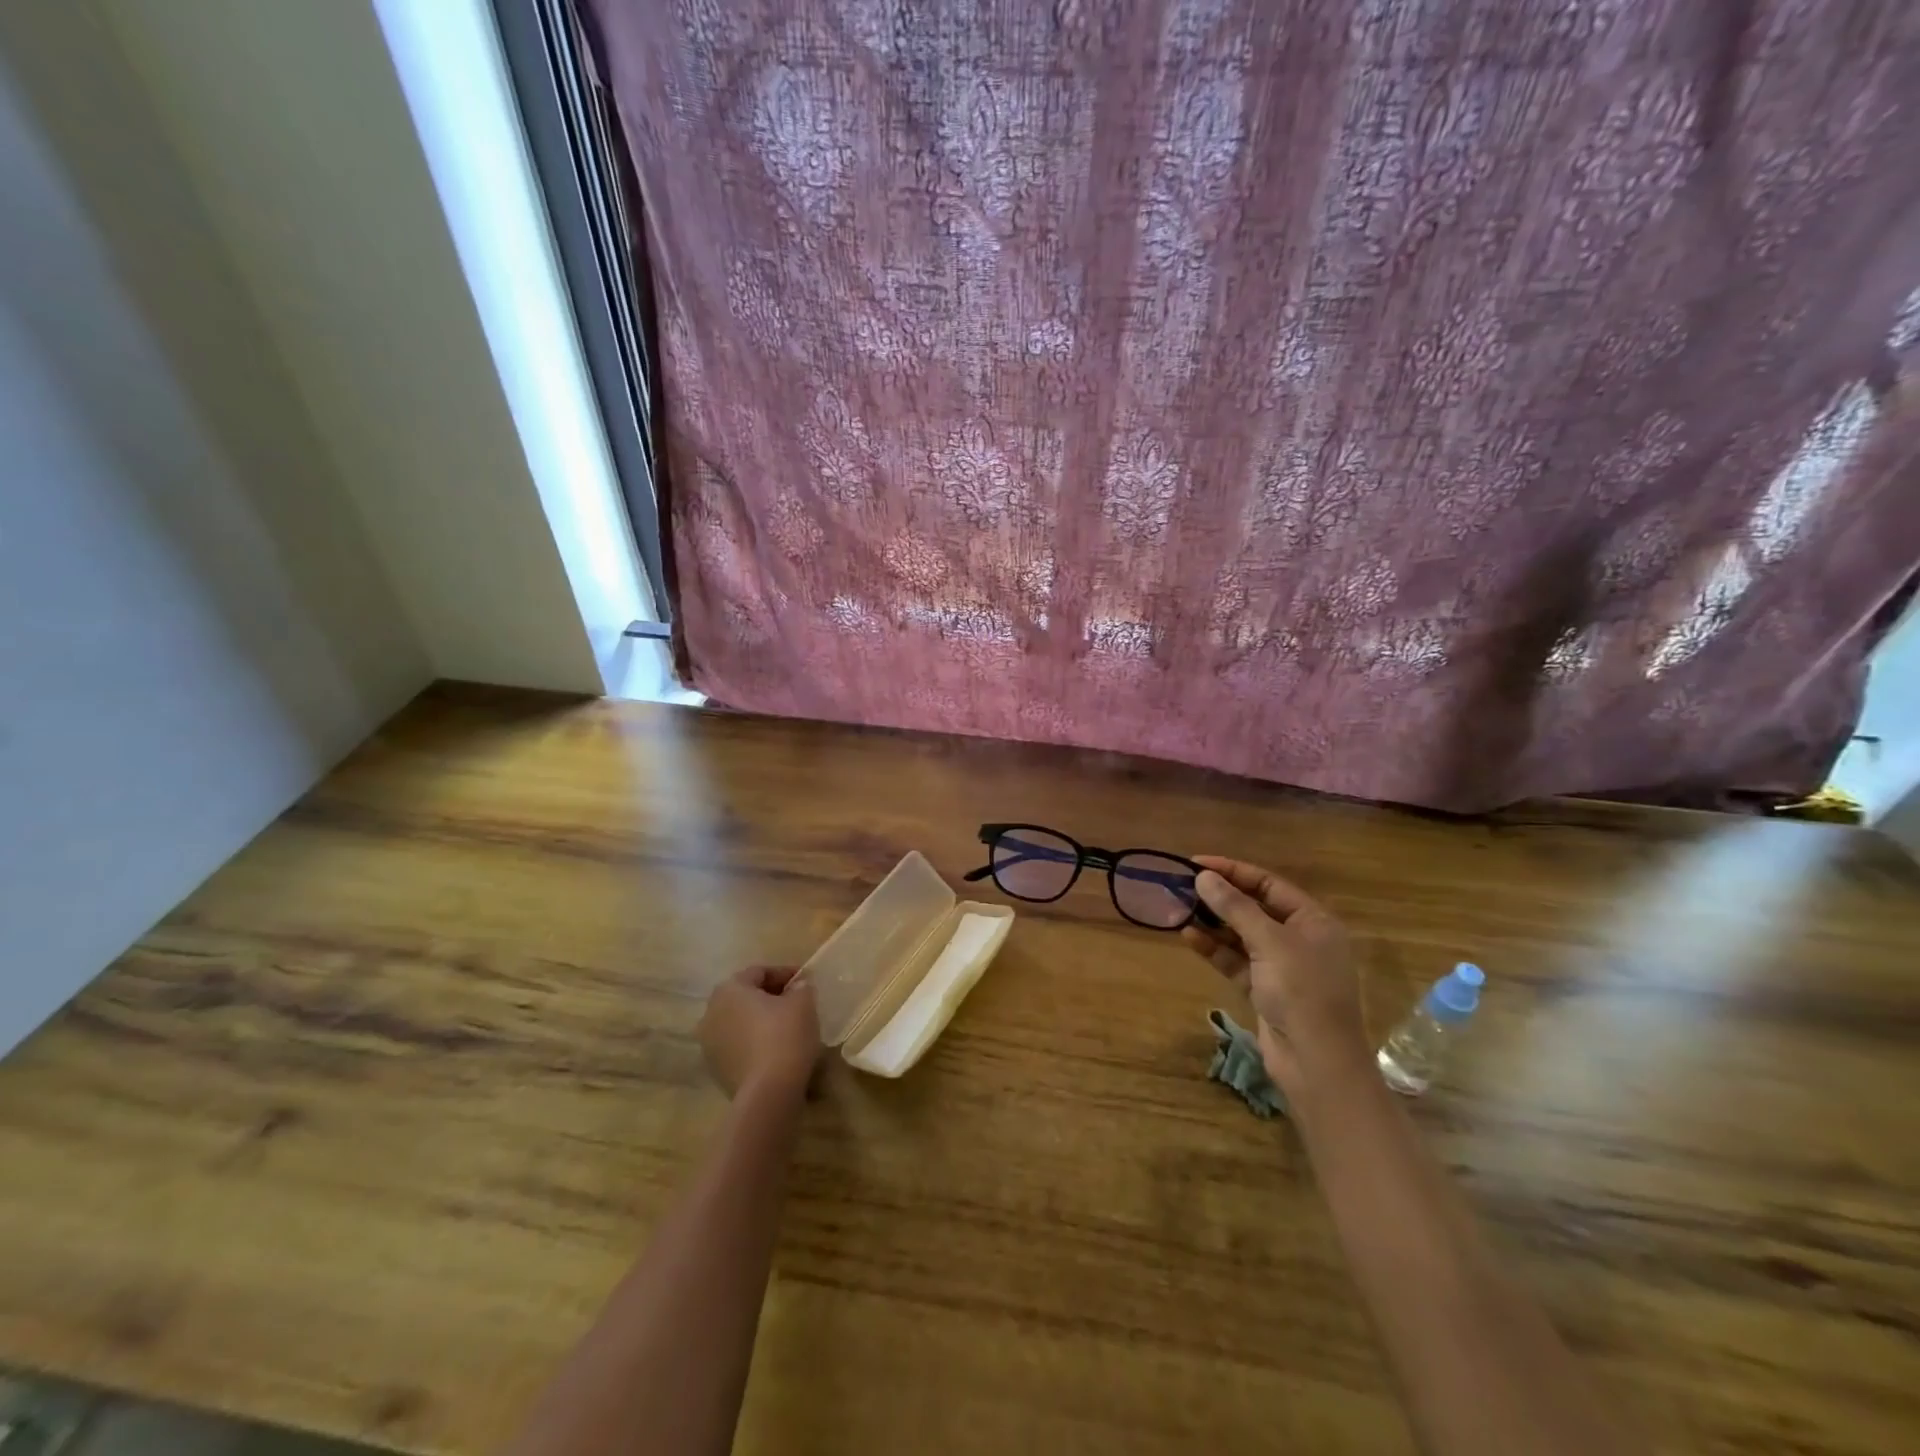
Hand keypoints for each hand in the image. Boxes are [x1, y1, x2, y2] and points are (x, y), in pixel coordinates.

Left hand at [698, 966, 821, 1102]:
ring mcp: (709, 1044)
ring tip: (788, 1027)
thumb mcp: (803, 1002)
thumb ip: (801, 987)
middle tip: (796, 1001)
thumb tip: (797, 987)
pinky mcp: (715, 1070)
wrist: (768, 1093)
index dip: (785, 973)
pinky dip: (754, 1042)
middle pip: (745, 996)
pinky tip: (776, 1049)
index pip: (759, 972)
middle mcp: (711, 1012)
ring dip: (760, 1020)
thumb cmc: (785, 1036)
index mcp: (729, 989)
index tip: (805, 981)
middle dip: (770, 996)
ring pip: (739, 1022)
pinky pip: (738, 1045)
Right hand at [1182, 856, 1368, 1091]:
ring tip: (1178, 908)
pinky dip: (1214, 949)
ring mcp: (1282, 967)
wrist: (1317, 1063)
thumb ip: (1235, 907)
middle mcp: (1300, 939)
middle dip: (1219, 898)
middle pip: (1254, 908)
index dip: (1233, 871)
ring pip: (1241, 935)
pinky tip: (1188, 936)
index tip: (1195, 863)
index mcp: (1314, 921)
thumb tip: (1204, 876)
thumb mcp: (1269, 942)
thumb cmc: (1302, 992)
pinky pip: (1236, 961)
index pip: (1269, 884)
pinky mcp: (1265, 990)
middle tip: (1182, 886)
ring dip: (1212, 923)